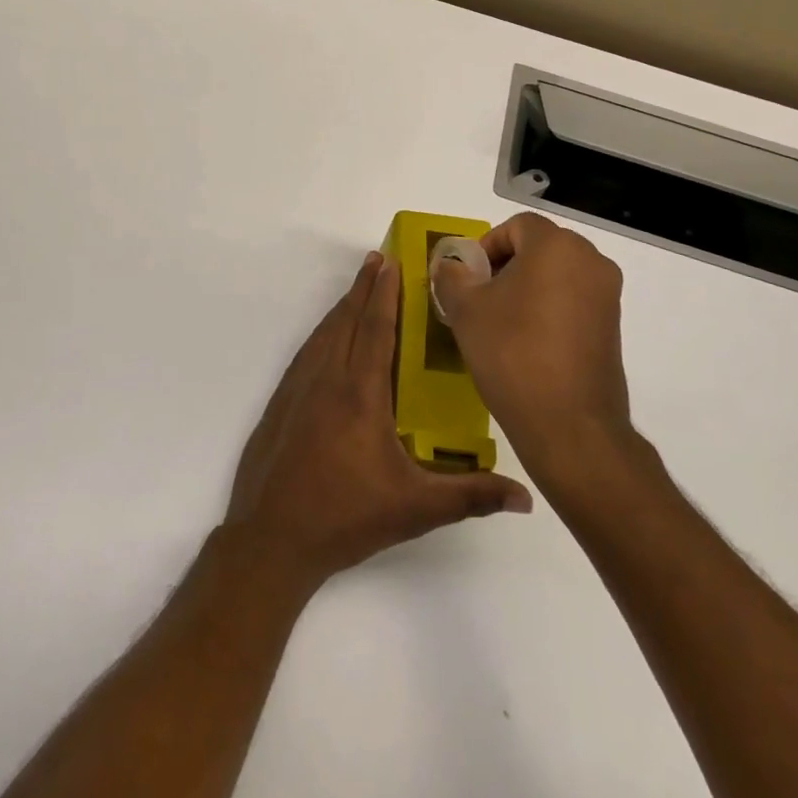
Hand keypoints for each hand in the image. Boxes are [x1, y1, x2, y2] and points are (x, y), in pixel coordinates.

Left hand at [225, 252, 531, 593]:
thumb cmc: (346, 518)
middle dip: (363, 287)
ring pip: (323, 334)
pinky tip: (326, 338)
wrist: (271, 538)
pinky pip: (305, 353)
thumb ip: (471, 496)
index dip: (384, 293)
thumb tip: (526, 497)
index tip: (390, 262)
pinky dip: (321, 333)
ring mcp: (297, 390)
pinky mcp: (280, 403)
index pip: (376, 330)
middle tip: (376, 259)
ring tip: (357, 289)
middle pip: (346, 321)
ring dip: (342, 307)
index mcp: (360, 394)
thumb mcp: (415, 510)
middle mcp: (327, 380)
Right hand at [431, 213, 634, 493]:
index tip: (468, 277)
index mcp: (556, 246)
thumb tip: (451, 265)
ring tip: (499, 322)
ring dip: (526, 287)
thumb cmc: (512, 353)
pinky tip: (526, 342)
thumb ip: (452, 276)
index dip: (486, 245)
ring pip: (557, 274)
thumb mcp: (465, 310)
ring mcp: (607, 295)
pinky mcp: (612, 326)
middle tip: (479, 297)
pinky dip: (548, 308)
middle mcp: (590, 261)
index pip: (517, 225)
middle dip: (505, 265)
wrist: (569, 424)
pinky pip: (573, 300)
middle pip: (539, 246)